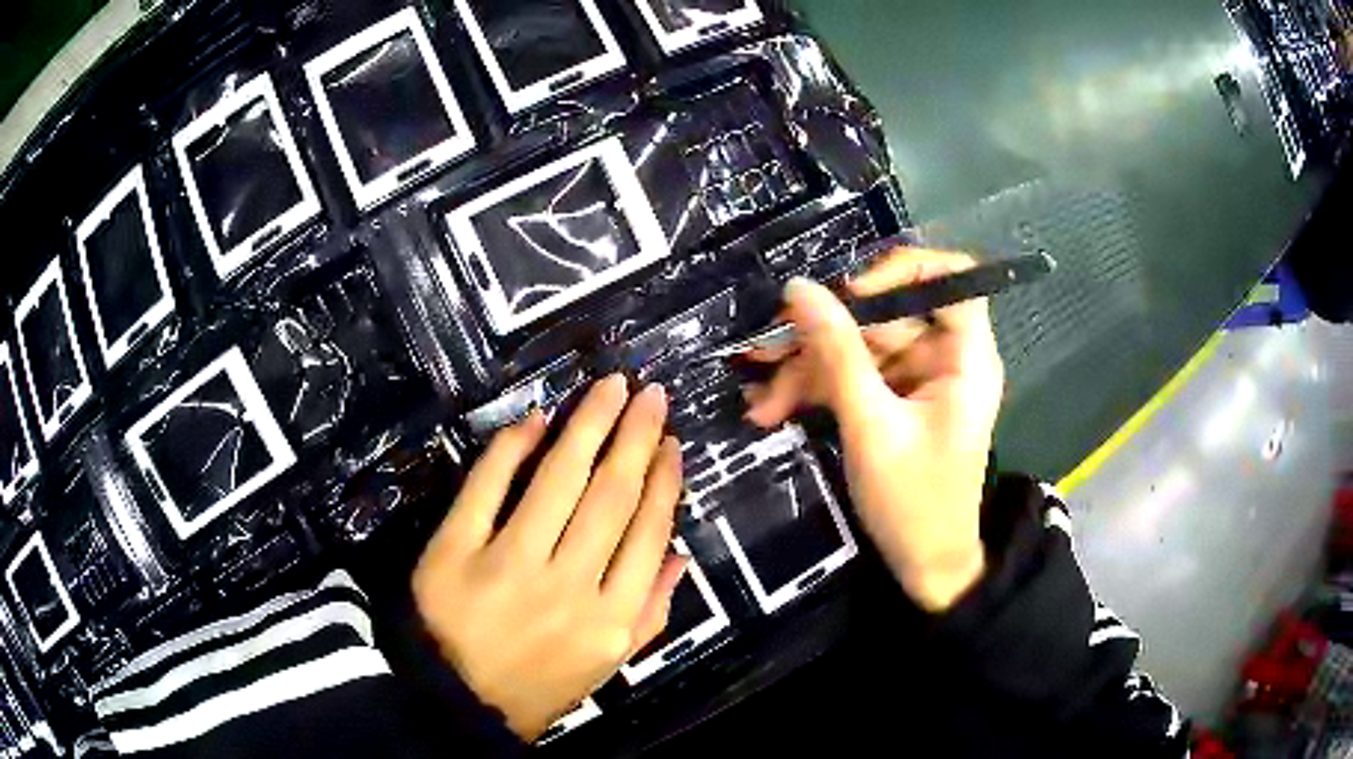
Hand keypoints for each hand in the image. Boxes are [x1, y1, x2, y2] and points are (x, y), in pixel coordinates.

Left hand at [413, 376, 686, 739]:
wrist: (453, 702)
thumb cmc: (538, 687)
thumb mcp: (607, 668)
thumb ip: (651, 615)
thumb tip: (679, 554)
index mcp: (611, 619)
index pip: (647, 533)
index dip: (664, 481)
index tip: (670, 442)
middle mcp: (568, 586)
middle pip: (610, 495)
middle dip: (635, 436)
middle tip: (648, 393)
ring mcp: (509, 564)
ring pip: (559, 480)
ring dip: (588, 425)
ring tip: (609, 388)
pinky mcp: (456, 549)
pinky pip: (487, 486)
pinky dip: (511, 446)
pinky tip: (535, 418)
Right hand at [744, 249, 1004, 611]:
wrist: (925, 568)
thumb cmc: (913, 503)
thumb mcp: (870, 426)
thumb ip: (837, 353)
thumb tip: (798, 288)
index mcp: (965, 357)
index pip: (951, 278)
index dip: (901, 272)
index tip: (848, 294)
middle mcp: (946, 358)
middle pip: (887, 316)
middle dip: (824, 336)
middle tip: (764, 350)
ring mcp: (919, 379)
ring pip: (861, 348)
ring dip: (808, 371)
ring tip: (761, 401)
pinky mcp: (896, 401)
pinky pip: (856, 377)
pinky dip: (818, 390)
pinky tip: (774, 408)